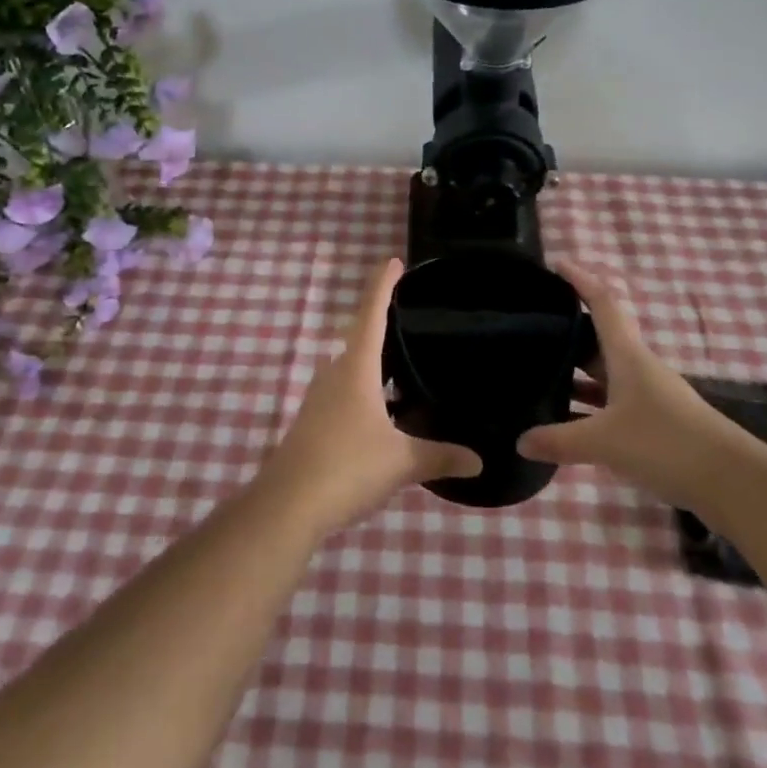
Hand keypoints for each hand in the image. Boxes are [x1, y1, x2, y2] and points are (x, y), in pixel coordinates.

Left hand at [259, 258, 482, 537]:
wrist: (287, 505)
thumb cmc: (346, 467)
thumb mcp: (400, 462)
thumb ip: (439, 456)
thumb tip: (479, 459)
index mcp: (355, 368)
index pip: (371, 313)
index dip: (382, 285)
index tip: (393, 261)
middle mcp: (334, 374)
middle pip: (360, 338)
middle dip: (382, 324)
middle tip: (411, 316)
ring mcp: (320, 399)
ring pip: (352, 368)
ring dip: (374, 362)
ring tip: (404, 365)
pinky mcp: (314, 423)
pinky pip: (345, 392)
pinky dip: (367, 390)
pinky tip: (384, 411)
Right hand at [517, 260, 739, 507]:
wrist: (731, 481)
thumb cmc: (665, 443)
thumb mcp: (605, 442)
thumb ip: (559, 440)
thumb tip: (520, 440)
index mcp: (627, 354)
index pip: (601, 302)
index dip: (580, 279)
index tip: (555, 264)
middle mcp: (637, 366)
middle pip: (598, 337)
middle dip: (568, 329)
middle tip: (532, 327)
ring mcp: (648, 394)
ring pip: (604, 372)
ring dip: (577, 370)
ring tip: (539, 371)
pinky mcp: (655, 422)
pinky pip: (612, 402)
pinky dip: (589, 404)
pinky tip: (568, 421)